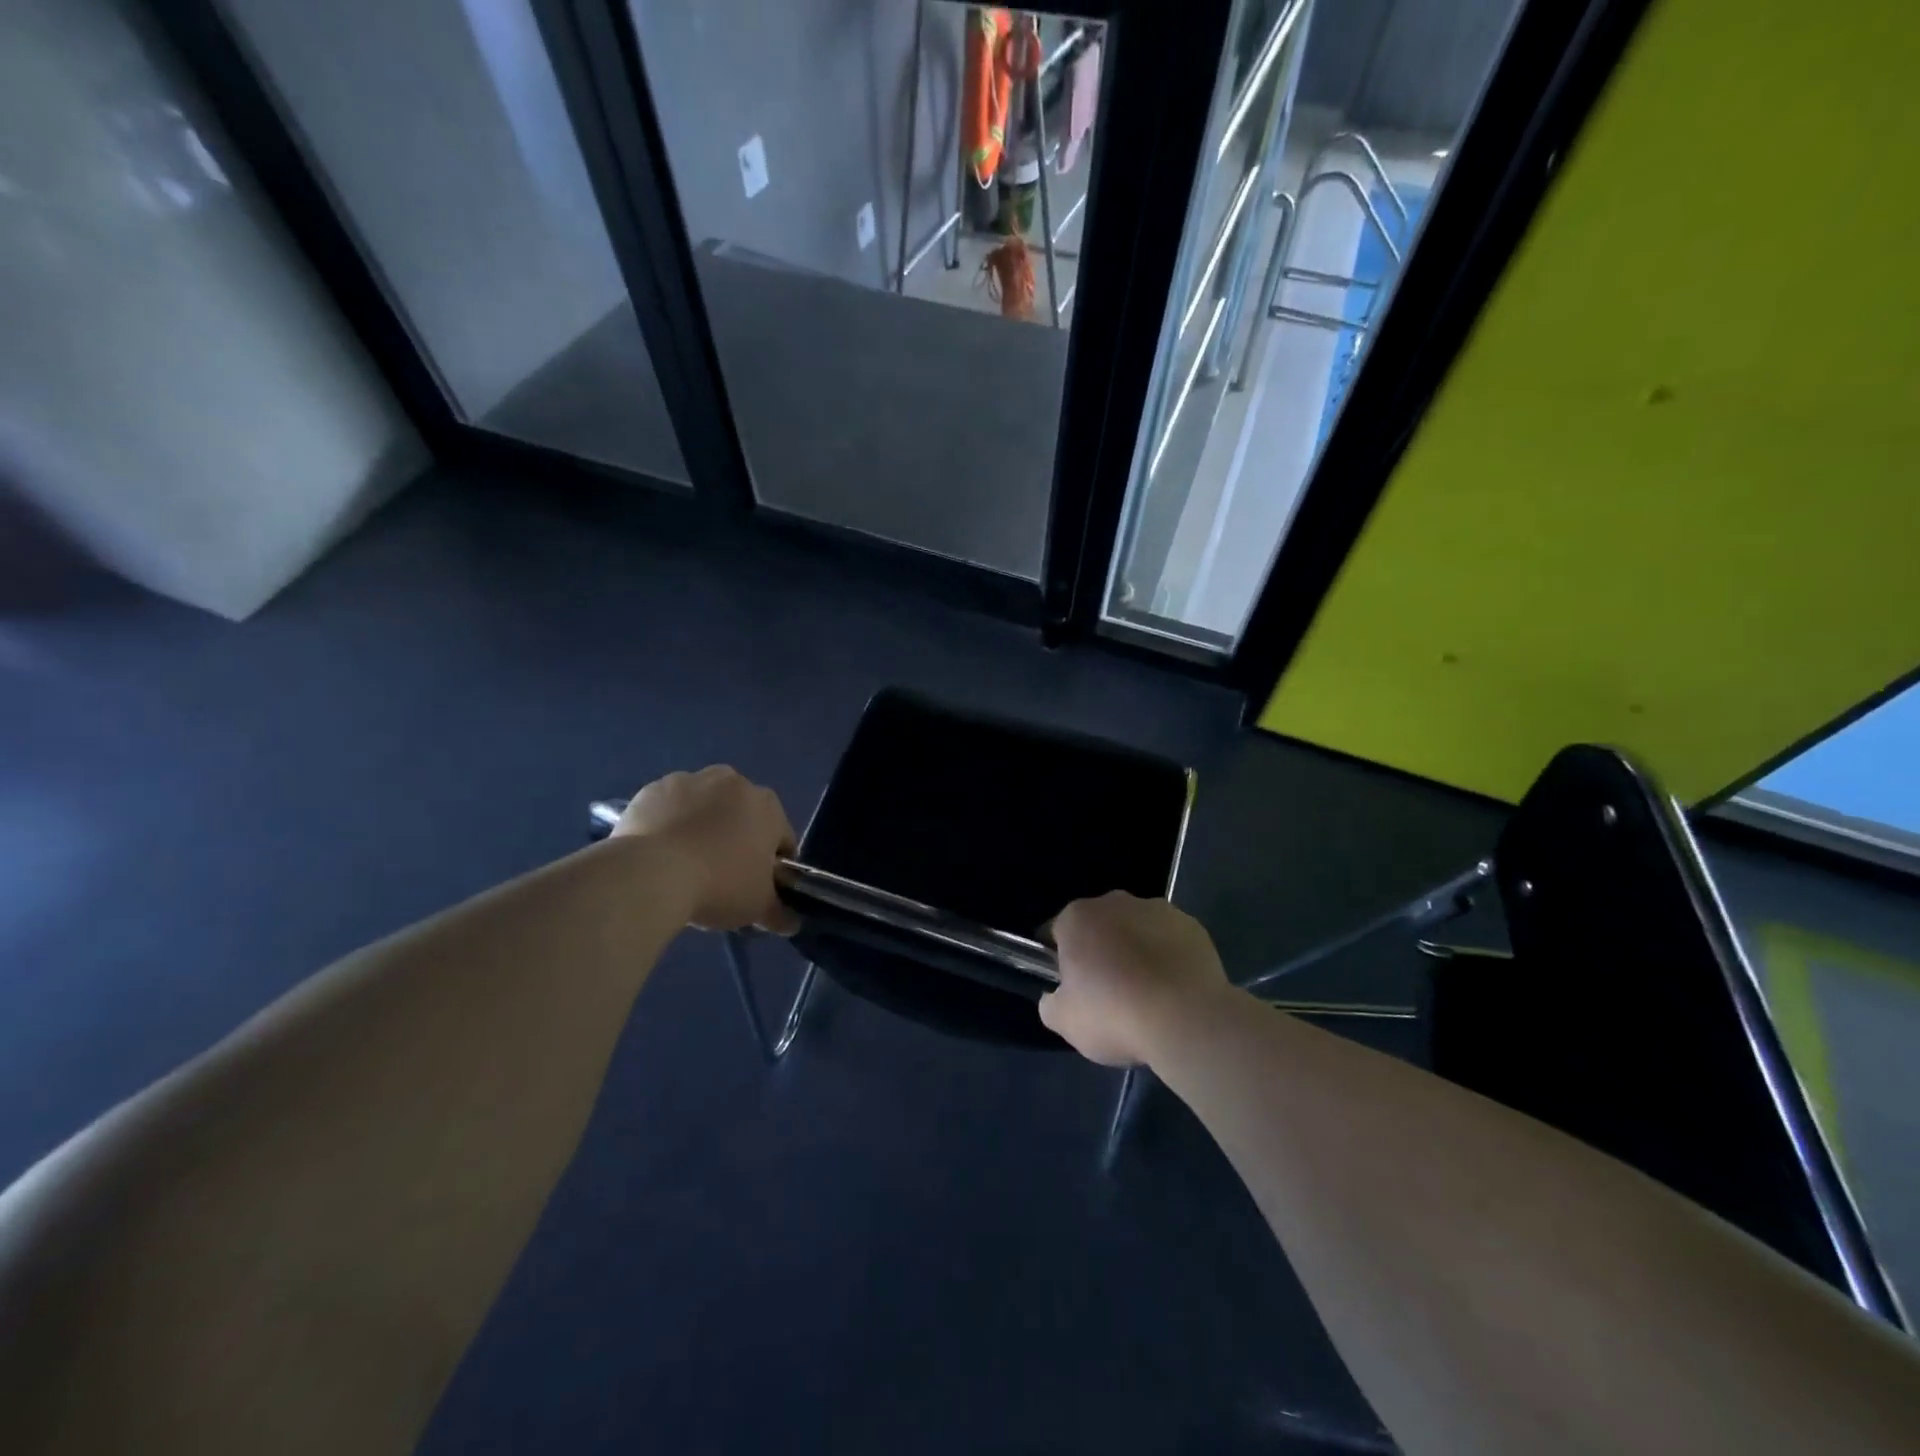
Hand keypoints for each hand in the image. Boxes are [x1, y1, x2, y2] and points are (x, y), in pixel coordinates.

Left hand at [613, 766, 798, 932]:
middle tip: (723, 876)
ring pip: (704, 807)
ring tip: (686, 864)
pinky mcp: (652, 789)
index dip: (774, 865)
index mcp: (767, 805)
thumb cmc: (719, 884)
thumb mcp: (758, 906)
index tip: (759, 886)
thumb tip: (791, 923)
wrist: (649, 874)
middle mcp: (732, 782)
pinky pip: (669, 808)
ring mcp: (689, 780)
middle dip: (737, 839)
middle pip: (742, 815)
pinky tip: (660, 853)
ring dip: (702, 826)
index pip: (781, 838)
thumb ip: (779, 912)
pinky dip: (669, 824)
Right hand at [1040, 892, 1228, 1065]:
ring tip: (1146, 994)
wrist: (1188, 1020)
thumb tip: (1056, 996)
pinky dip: (1167, 957)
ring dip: (1135, 951)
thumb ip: (1050, 1003)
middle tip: (1107, 993)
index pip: (1056, 932)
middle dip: (1099, 952)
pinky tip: (1173, 990)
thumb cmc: (1115, 1014)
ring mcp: (1157, 909)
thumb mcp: (1065, 1022)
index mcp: (1077, 917)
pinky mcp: (1192, 926)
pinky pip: (1169, 940)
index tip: (1069, 989)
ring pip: (1135, 929)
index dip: (1058, 961)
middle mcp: (1115, 902)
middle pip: (1098, 926)